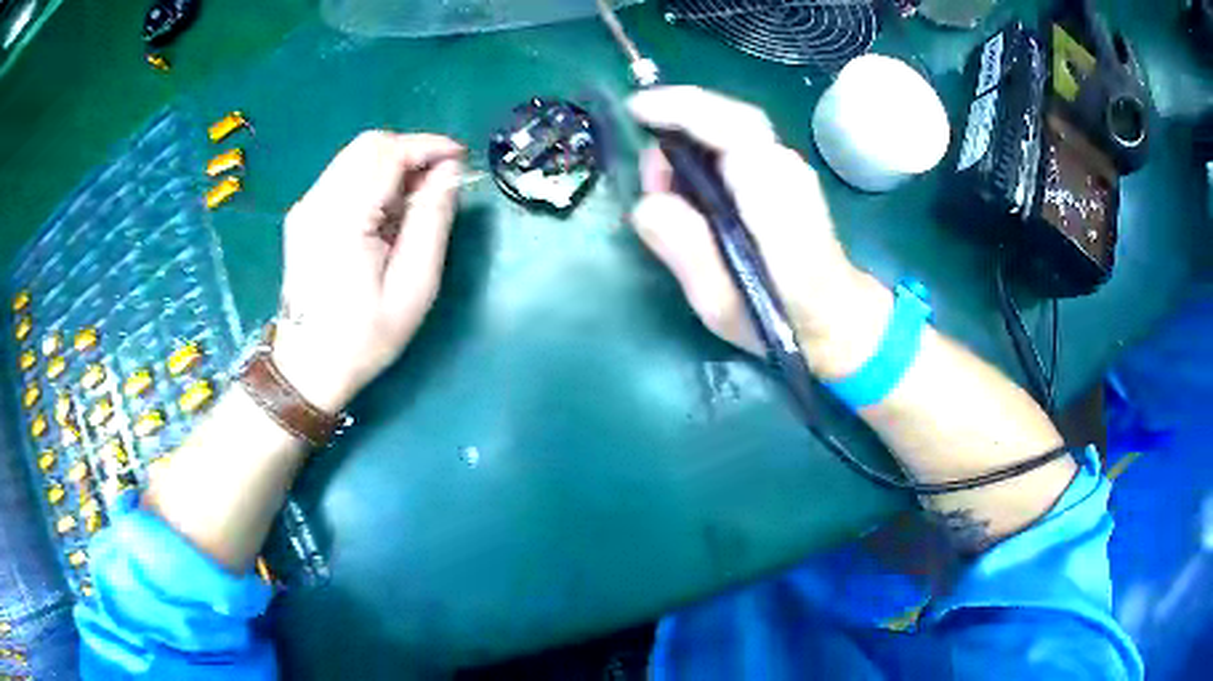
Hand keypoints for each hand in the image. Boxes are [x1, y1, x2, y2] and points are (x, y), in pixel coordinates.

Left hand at [273, 131, 464, 410]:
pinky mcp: (303, 215)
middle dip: (411, 152)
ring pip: (355, 157)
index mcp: (342, 220)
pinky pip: (343, 176)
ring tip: (415, 201)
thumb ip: (432, 220)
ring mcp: (305, 207)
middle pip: (369, 145)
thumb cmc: (363, 337)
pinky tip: (385, 213)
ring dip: (393, 165)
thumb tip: (449, 171)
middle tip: (439, 181)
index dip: (428, 146)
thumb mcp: (413, 287)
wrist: (307, 367)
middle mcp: (316, 202)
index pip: (387, 153)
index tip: (460, 158)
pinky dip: (373, 179)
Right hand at [629, 87, 887, 378]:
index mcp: (774, 196)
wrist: (838, 322)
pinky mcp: (784, 178)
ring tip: (666, 193)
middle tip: (650, 179)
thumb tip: (648, 203)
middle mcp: (785, 170)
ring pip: (732, 131)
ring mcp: (789, 171)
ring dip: (689, 146)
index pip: (732, 127)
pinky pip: (737, 148)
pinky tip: (690, 190)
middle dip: (678, 125)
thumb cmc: (783, 321)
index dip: (682, 108)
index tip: (636, 110)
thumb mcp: (723, 301)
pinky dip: (704, 156)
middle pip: (731, 119)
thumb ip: (686, 249)